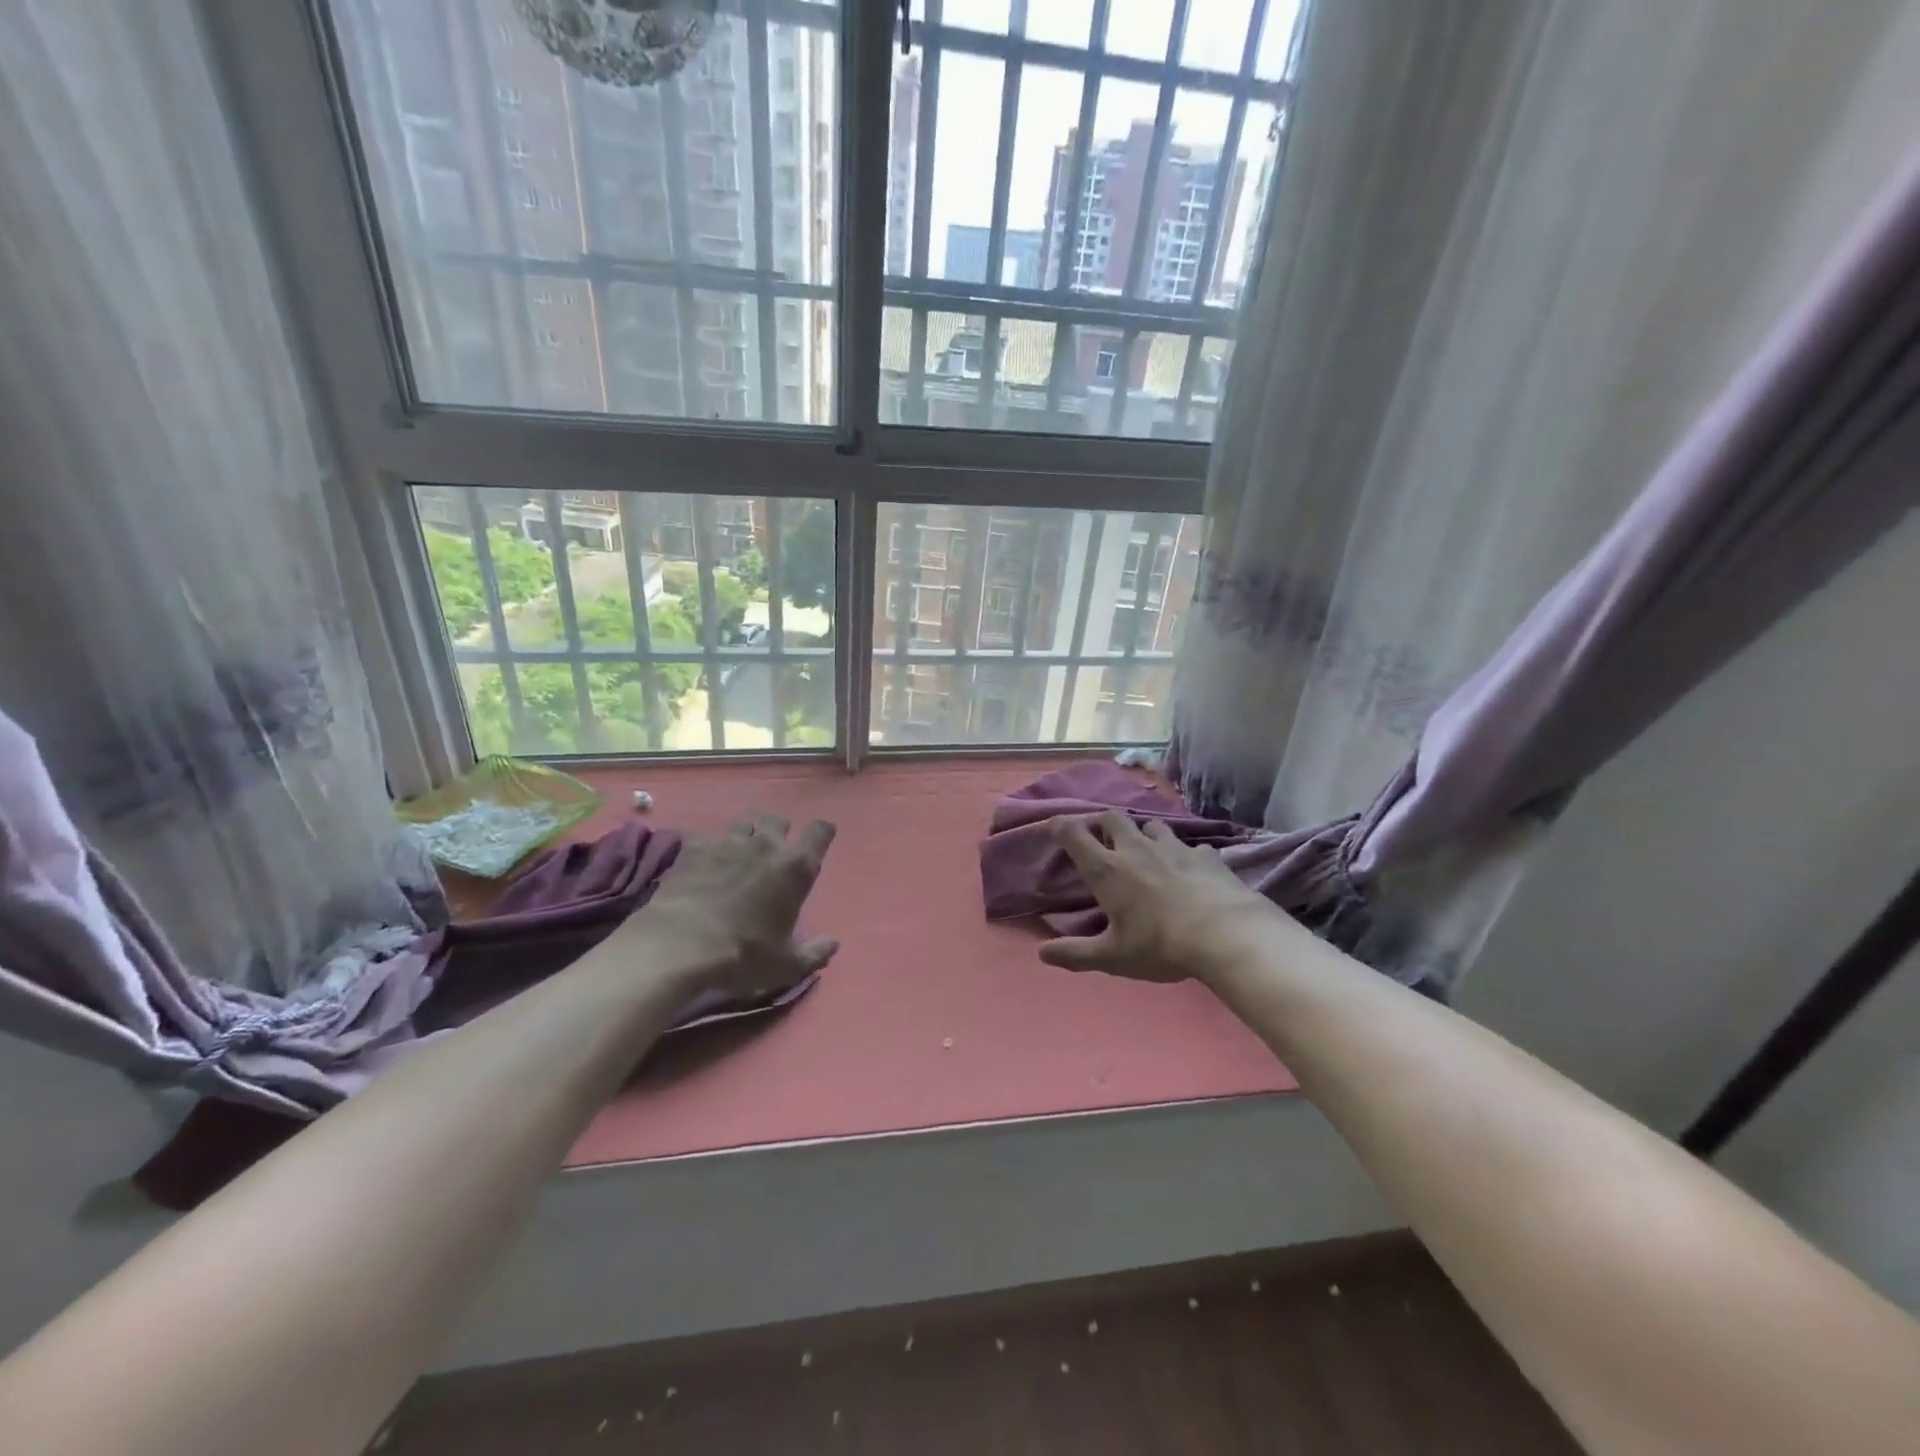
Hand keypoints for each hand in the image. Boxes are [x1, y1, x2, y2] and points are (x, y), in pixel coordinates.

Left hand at [633, 815, 838, 997]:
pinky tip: (704, 863)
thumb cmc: (745, 954)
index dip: (822, 832)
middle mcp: (765, 845)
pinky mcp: (695, 849)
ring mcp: (728, 843)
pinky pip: (707, 837)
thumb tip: (833, 945)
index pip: (819, 832)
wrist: (682, 945)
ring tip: (739, 853)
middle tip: (773, 852)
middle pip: (778, 820)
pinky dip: (709, 847)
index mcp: (795, 867)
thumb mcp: (787, 965)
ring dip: (746, 834)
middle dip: (779, 832)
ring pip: (744, 823)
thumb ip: (815, 953)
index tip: (819, 840)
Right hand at [1040, 811, 1288, 983]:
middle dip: (1102, 823)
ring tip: (1145, 849)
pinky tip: (1190, 868)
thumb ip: (1075, 954)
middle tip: (1102, 837)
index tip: (1055, 825)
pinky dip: (1184, 854)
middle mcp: (1136, 849)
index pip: (1074, 835)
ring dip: (1143, 834)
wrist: (1226, 935)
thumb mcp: (1113, 957)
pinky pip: (1190, 846)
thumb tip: (1041, 953)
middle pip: (1112, 818)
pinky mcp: (1205, 855)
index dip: (1061, 826)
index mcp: (1107, 870)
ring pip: (1151, 826)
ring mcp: (1173, 847)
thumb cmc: (1160, 945)